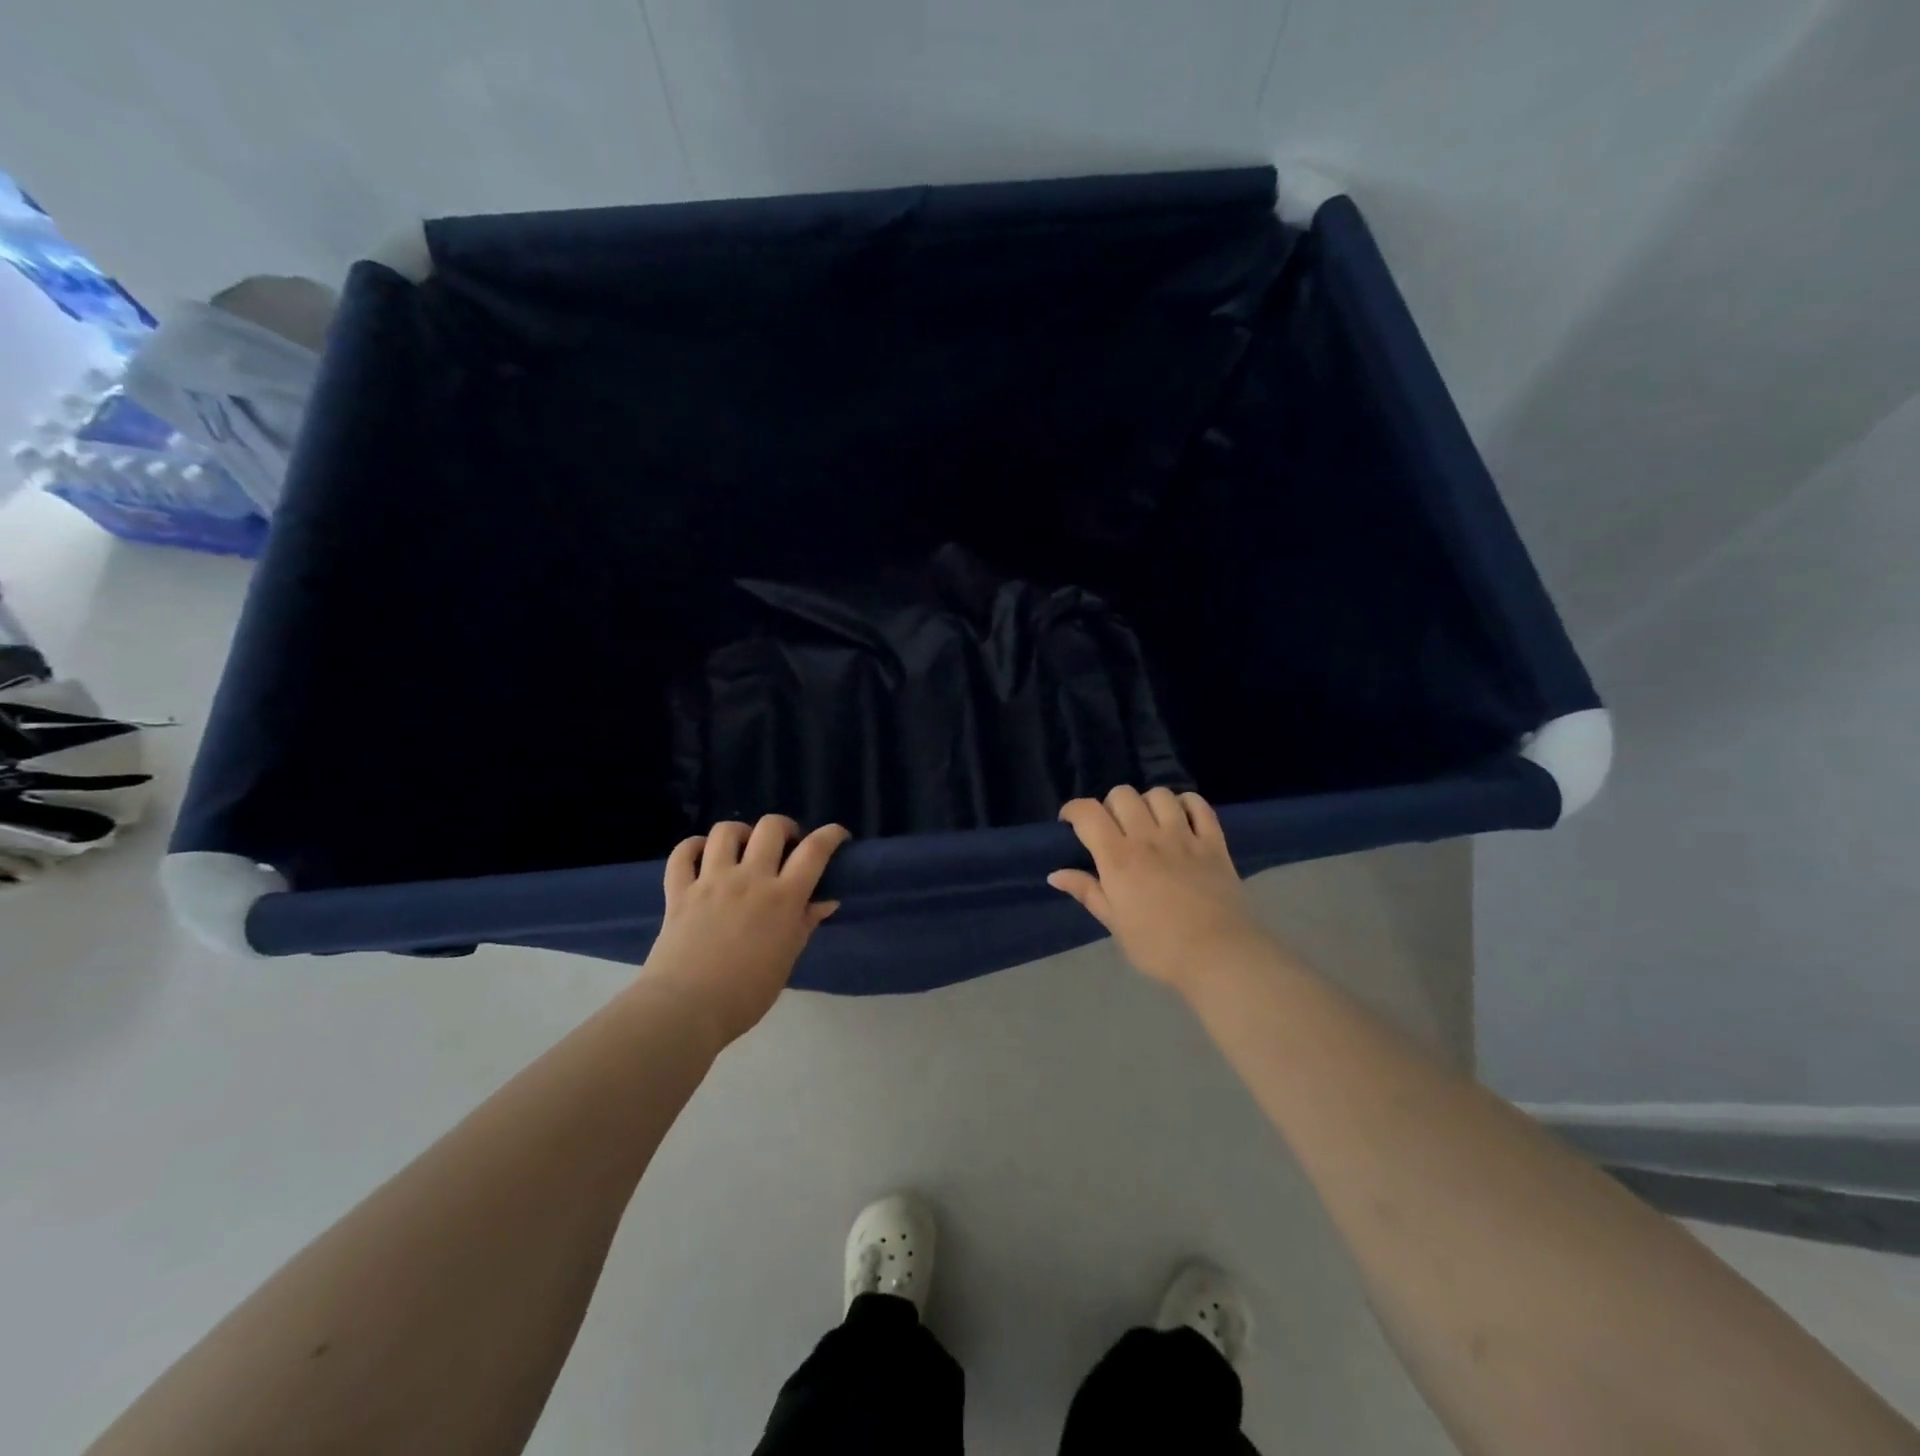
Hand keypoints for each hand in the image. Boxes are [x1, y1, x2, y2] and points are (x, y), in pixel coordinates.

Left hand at [641, 815, 850, 1044]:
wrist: (685, 1009)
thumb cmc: (746, 994)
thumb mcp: (787, 959)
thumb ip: (805, 923)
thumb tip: (826, 901)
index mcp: (783, 897)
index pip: (815, 850)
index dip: (831, 835)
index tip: (838, 836)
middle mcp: (749, 879)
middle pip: (771, 827)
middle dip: (784, 828)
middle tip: (786, 846)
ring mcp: (711, 881)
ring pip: (726, 831)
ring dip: (741, 833)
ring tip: (744, 848)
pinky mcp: (679, 891)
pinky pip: (683, 853)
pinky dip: (694, 847)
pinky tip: (703, 855)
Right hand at [1049, 787, 1268, 996]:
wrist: (1220, 957)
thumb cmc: (1159, 948)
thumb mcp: (1115, 924)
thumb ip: (1087, 892)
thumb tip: (1055, 874)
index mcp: (1119, 859)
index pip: (1088, 813)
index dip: (1073, 810)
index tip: (1070, 823)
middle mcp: (1148, 838)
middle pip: (1122, 795)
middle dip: (1110, 806)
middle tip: (1112, 829)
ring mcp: (1184, 837)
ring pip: (1159, 795)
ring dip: (1147, 803)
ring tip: (1147, 823)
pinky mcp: (1214, 842)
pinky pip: (1199, 805)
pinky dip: (1186, 804)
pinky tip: (1181, 818)